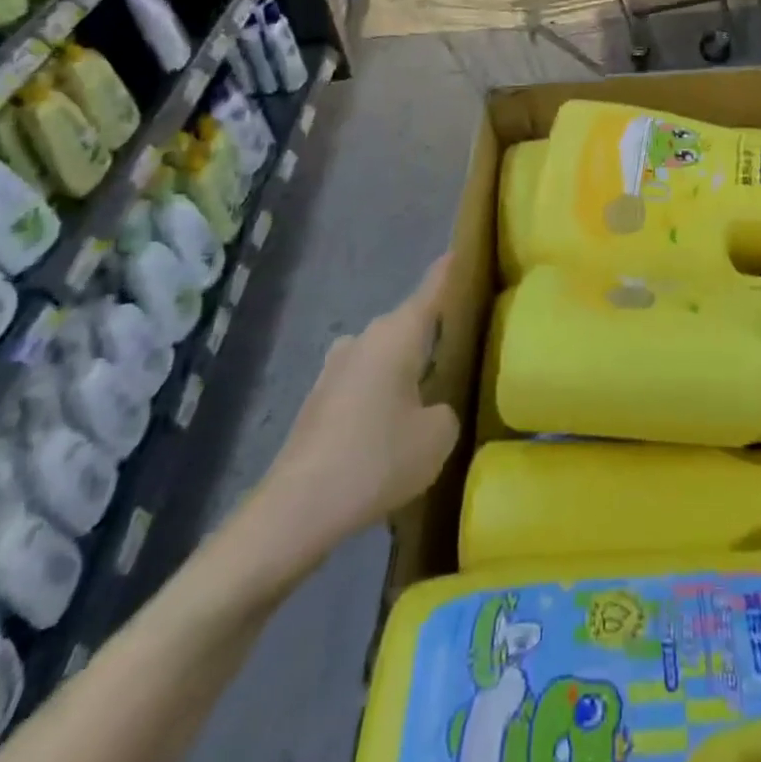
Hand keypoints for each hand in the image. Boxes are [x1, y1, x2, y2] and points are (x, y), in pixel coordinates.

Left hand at [230, 257, 459, 598]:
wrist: (295, 511)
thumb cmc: (376, 459)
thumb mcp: (438, 436)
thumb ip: (447, 410)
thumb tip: (432, 408)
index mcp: (397, 333)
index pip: (433, 288)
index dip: (451, 270)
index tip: (464, 250)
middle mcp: (365, 338)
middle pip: (409, 324)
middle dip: (434, 332)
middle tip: (465, 346)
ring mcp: (336, 368)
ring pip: (385, 355)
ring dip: (406, 368)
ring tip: (431, 396)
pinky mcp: (319, 400)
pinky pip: (365, 383)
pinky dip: (383, 395)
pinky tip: (392, 430)